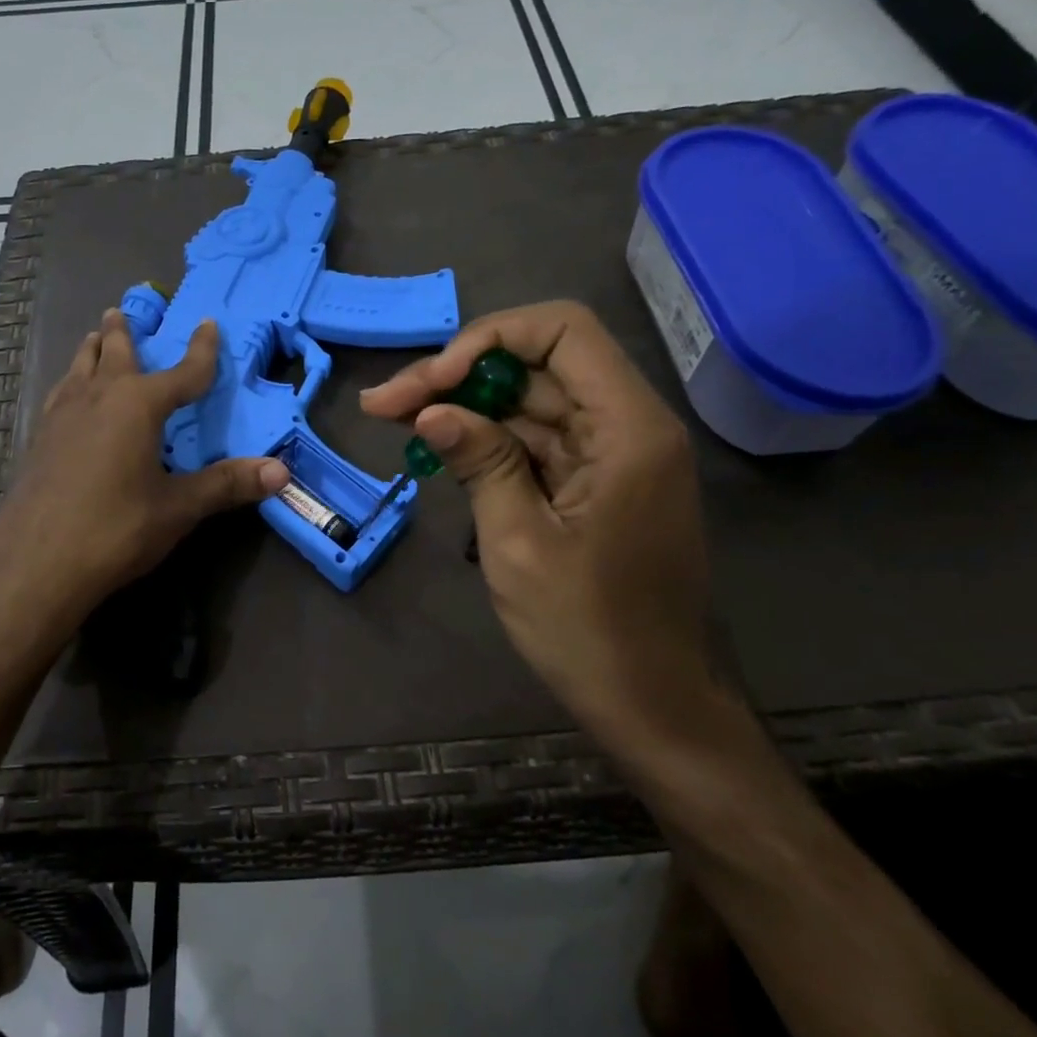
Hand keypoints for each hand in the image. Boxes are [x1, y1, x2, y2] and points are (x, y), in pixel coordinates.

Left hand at [0, 308, 289, 626]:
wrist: (34, 565)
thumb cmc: (114, 530)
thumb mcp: (178, 508)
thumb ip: (227, 485)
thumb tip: (282, 471)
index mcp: (138, 405)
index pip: (182, 372)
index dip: (201, 350)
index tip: (209, 324)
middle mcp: (98, 398)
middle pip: (114, 353)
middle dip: (124, 332)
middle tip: (123, 310)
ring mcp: (62, 417)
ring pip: (79, 368)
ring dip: (92, 350)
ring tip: (94, 337)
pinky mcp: (39, 440)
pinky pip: (60, 394)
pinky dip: (71, 381)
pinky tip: (68, 395)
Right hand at [360, 301, 712, 739]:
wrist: (652, 706)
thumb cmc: (589, 629)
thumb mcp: (518, 542)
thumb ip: (480, 461)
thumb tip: (431, 409)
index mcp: (628, 428)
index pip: (562, 330)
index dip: (489, 339)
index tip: (433, 383)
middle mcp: (626, 425)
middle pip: (536, 365)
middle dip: (457, 375)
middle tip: (384, 404)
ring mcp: (610, 455)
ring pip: (529, 402)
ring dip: (463, 407)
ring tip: (393, 419)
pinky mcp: (593, 482)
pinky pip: (535, 441)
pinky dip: (486, 440)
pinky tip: (436, 447)